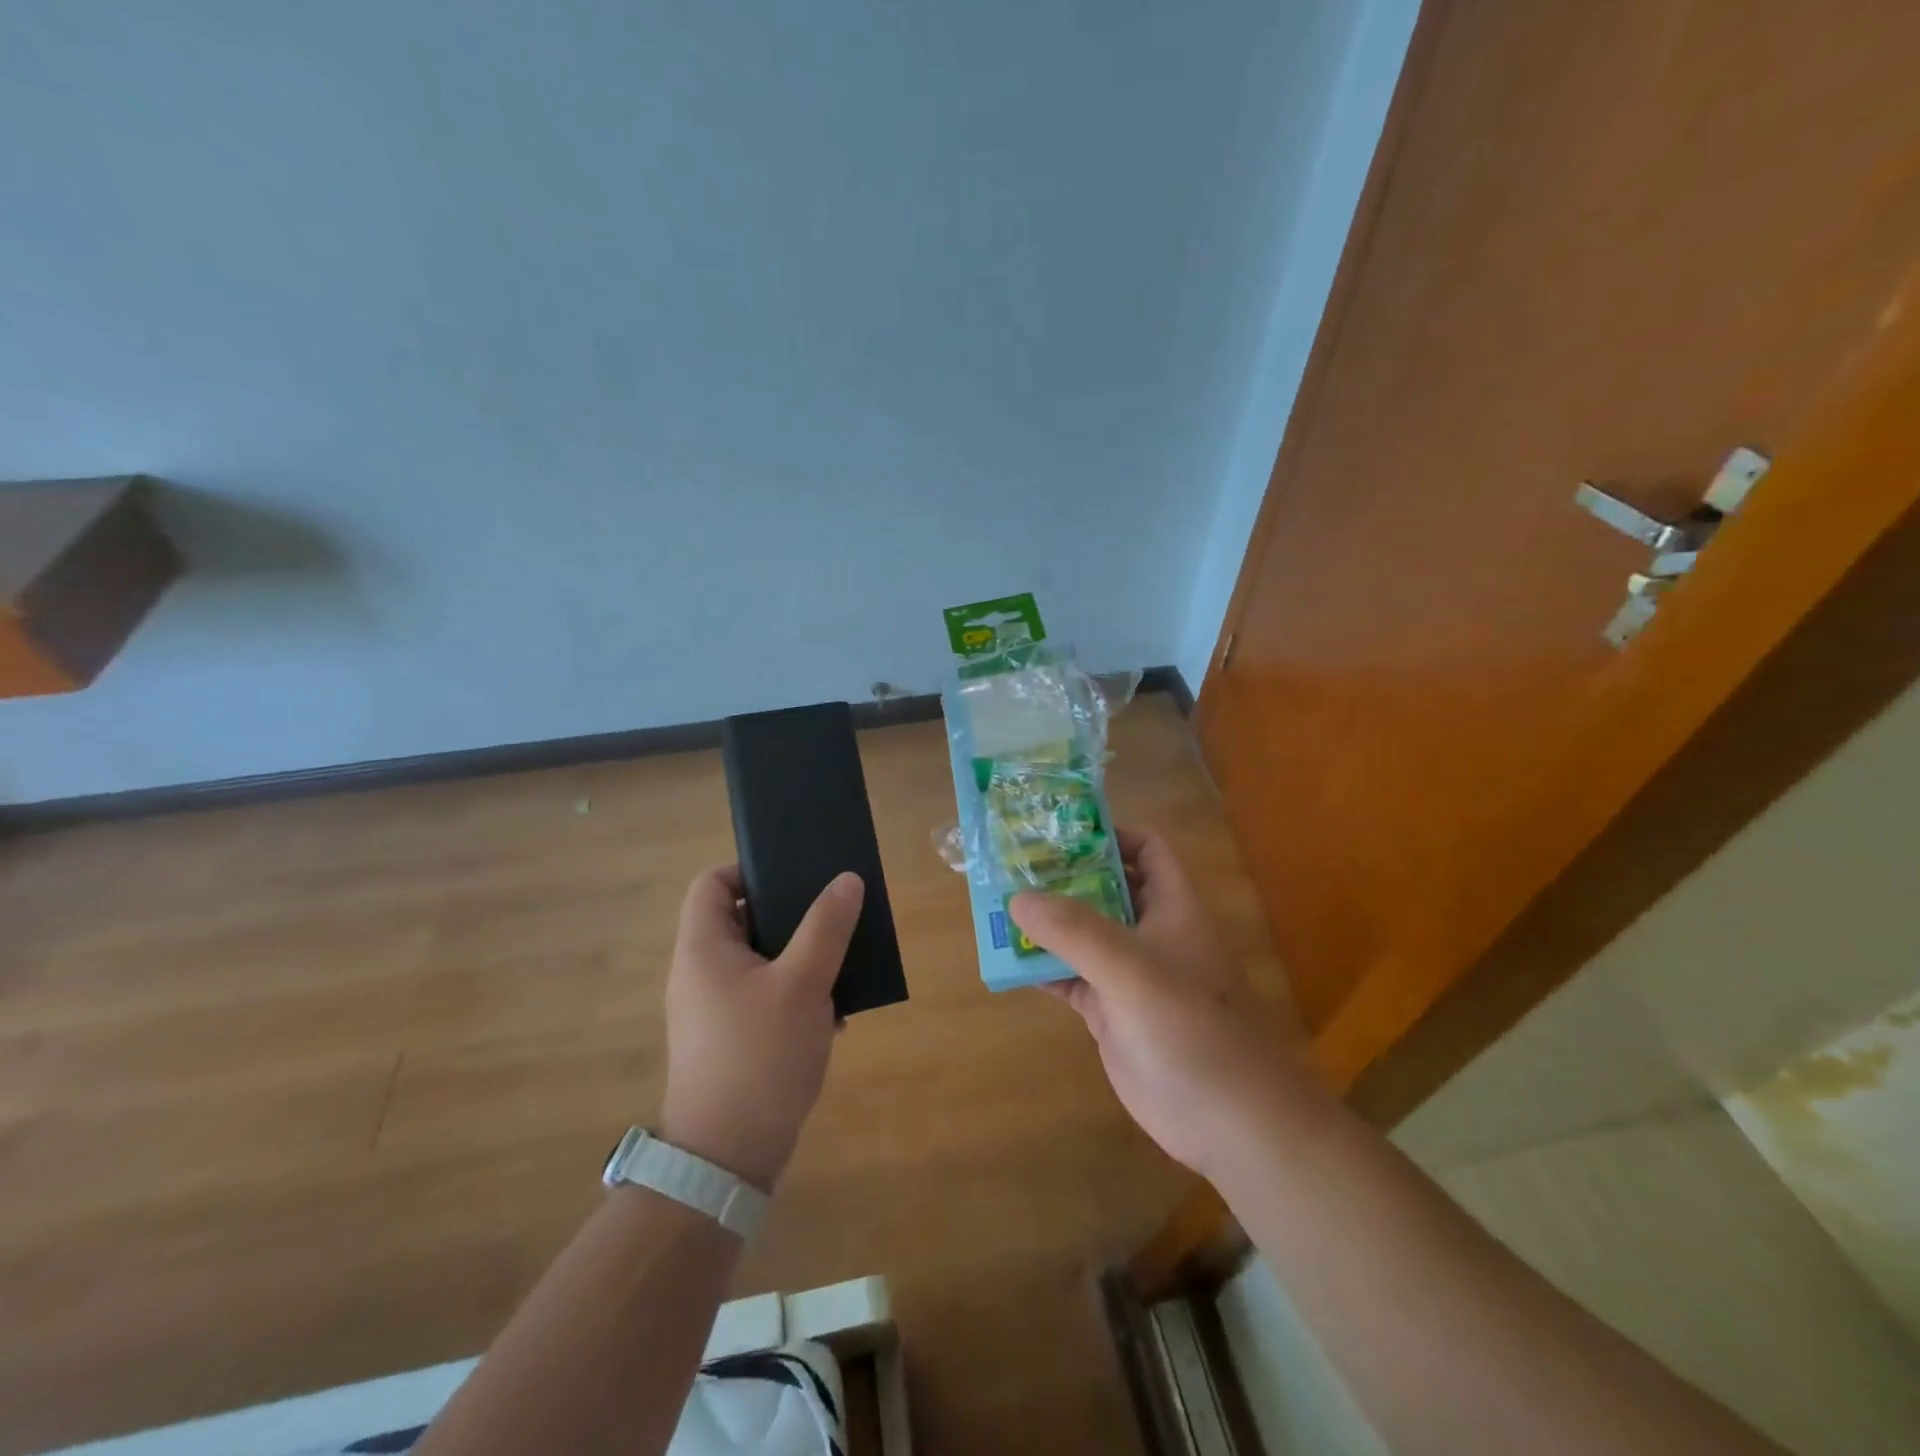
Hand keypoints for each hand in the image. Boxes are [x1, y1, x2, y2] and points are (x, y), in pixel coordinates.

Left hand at [660, 867, 862, 1189]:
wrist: (728, 1157)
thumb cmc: (760, 1055)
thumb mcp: (803, 983)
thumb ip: (827, 927)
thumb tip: (846, 879)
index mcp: (704, 948)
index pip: (712, 883)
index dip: (749, 870)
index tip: (795, 877)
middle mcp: (702, 973)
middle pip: (743, 920)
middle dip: (792, 917)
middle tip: (833, 917)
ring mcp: (715, 1009)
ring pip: (762, 961)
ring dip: (802, 959)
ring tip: (842, 965)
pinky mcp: (732, 1040)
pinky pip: (766, 997)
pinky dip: (797, 996)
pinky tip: (833, 1015)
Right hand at [1010, 828, 1319, 1178]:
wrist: (1227, 1118)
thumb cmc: (1188, 1025)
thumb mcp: (1130, 967)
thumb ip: (1074, 930)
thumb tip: (1019, 897)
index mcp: (1171, 906)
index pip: (1146, 850)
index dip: (1109, 834)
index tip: (1058, 833)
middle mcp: (1150, 933)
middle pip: (1105, 888)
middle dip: (1063, 877)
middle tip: (1012, 865)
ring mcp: (1129, 975)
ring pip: (1082, 934)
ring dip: (1046, 923)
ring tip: (997, 905)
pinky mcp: (1110, 1012)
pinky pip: (1070, 978)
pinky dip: (1042, 968)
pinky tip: (1008, 961)